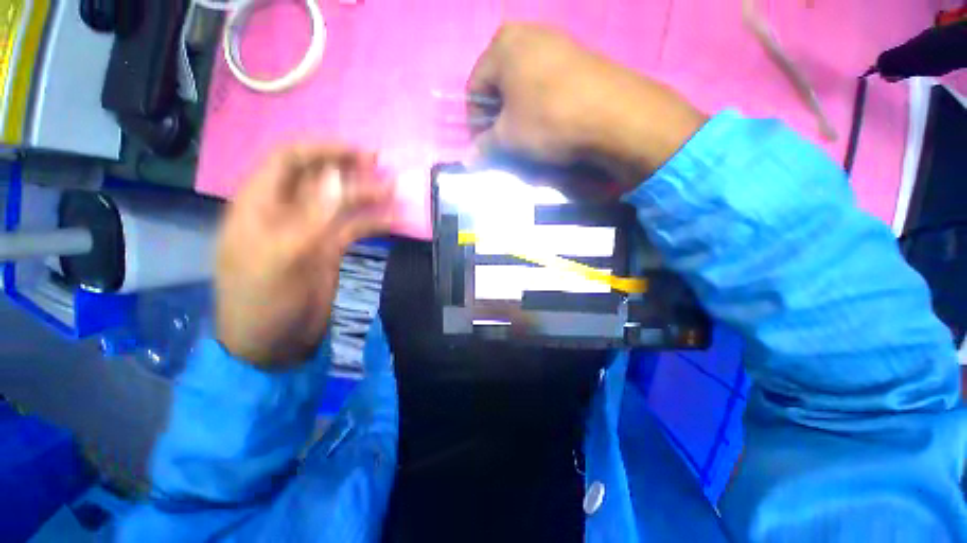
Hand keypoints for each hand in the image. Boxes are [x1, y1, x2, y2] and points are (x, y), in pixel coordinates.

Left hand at [215, 144, 393, 368]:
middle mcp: (286, 211)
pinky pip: (354, 228)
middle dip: (349, 169)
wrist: (273, 343)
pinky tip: (395, 220)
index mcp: (260, 204)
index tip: (359, 152)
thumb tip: (339, 177)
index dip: (323, 149)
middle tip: (383, 167)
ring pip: (341, 202)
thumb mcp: (284, 256)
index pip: (289, 160)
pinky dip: (374, 222)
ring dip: (367, 195)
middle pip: (319, 178)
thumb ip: (313, 215)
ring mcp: (310, 230)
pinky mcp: (329, 249)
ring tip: (395, 190)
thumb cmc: (264, 300)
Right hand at [468, 24, 706, 187]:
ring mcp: (556, 40)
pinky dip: (540, 101)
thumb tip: (468, 160)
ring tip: (529, 133)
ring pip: (523, 82)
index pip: (474, 88)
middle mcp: (527, 33)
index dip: (475, 121)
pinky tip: (551, 119)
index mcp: (502, 44)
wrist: (614, 114)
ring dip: (519, 110)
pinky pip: (546, 80)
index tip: (484, 144)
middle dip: (498, 115)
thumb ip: (484, 146)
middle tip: (506, 140)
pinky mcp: (577, 54)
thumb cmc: (549, 120)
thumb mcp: (509, 137)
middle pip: (499, 82)